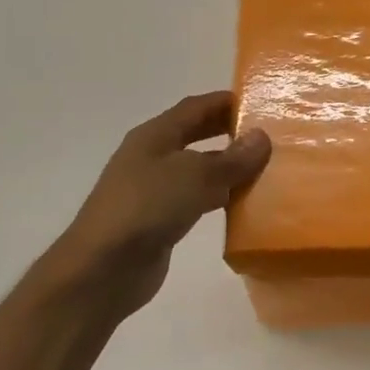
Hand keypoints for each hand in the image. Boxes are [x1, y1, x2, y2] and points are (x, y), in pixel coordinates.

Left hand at [33, 91, 270, 318]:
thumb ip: (232, 158)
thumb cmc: (147, 207)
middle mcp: (153, 157)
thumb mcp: (195, 176)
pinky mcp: (160, 220)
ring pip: (198, 168)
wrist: (103, 268)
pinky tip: (243, 204)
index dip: (226, 102)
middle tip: (267, 133)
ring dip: (228, 166)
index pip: (195, 107)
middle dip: (228, 131)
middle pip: (196, 134)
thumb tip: (262, 137)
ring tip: (265, 167)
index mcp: (155, 135)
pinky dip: (220, 196)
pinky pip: (197, 199)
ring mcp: (155, 190)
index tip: (261, 102)